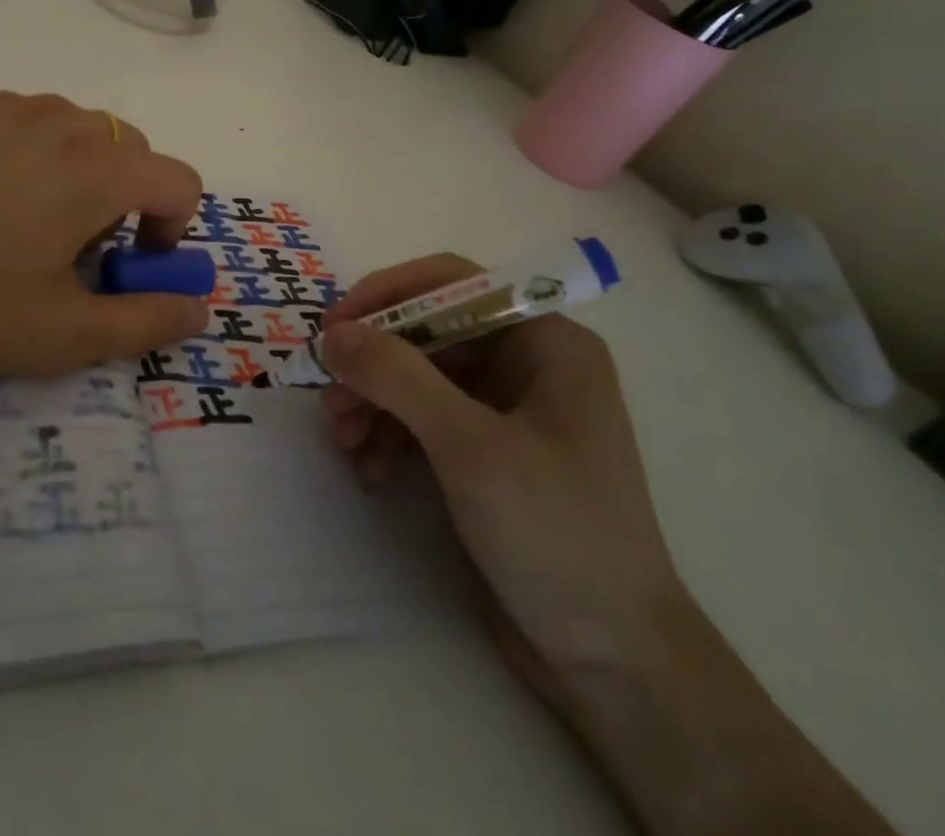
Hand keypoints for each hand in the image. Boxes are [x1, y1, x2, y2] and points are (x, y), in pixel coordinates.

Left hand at [0, 90, 209, 386]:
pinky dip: (21, 150)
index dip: (171, 227)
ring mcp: (5, 105)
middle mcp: (61, 120)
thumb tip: (198, 309)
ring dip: (73, 168)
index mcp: (98, 170)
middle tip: (71, 246)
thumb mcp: (62, 336)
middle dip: (121, 197)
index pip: (178, 180)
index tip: (132, 262)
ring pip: (72, 128)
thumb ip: (146, 324)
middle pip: (128, 149)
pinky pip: (16, 120)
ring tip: (20, 217)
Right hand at [317, 255, 690, 707]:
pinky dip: (390, 437)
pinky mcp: (485, 452)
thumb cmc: (556, 534)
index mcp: (545, 342)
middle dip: (373, 365)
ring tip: (344, 442)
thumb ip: (398, 377)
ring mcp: (505, 409)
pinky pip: (422, 420)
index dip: (386, 295)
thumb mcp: (470, 447)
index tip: (333, 329)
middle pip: (426, 333)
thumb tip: (333, 334)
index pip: (451, 282)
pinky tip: (370, 472)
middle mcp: (525, 363)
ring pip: (417, 377)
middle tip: (331, 401)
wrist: (613, 662)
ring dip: (373, 403)